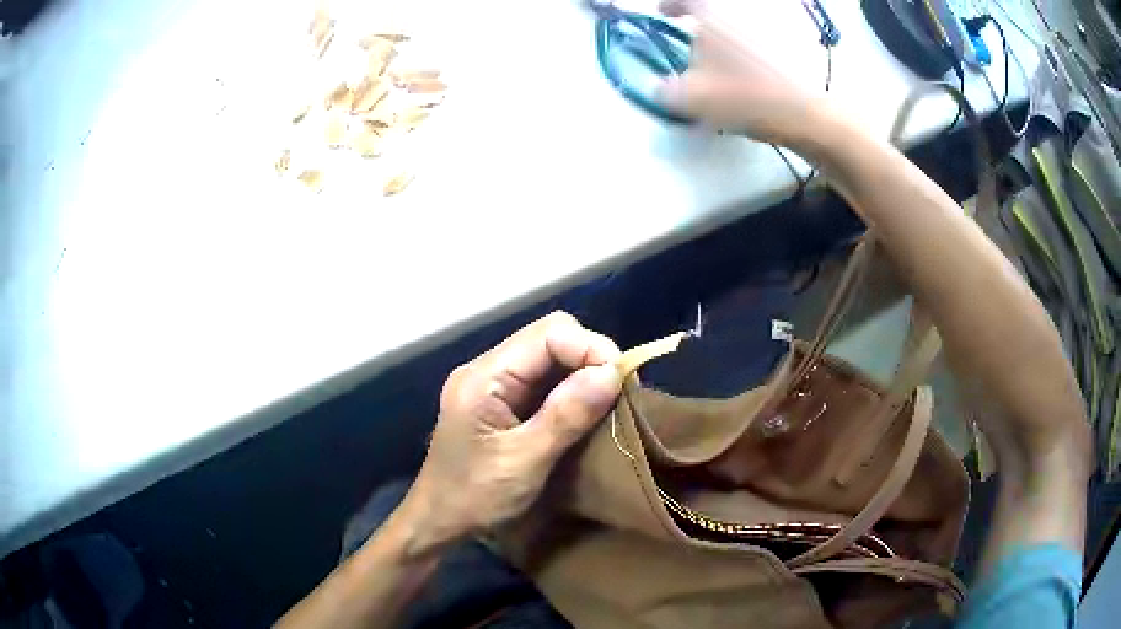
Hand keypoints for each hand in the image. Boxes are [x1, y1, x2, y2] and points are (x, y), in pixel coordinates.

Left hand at [396, 312, 622, 555]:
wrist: (438, 521)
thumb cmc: (475, 497)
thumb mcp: (525, 461)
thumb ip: (567, 414)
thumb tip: (613, 372)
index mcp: (484, 377)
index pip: (548, 334)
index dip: (591, 347)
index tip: (623, 380)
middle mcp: (486, 369)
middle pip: (549, 337)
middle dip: (589, 357)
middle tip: (618, 391)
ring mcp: (492, 384)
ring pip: (548, 357)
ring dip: (582, 373)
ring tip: (609, 400)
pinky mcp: (499, 401)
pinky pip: (542, 379)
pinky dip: (569, 389)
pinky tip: (584, 410)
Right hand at [658, 0, 818, 144]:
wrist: (805, 113)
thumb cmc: (743, 95)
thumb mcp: (691, 98)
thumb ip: (664, 91)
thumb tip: (658, 88)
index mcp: (712, 10)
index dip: (670, 4)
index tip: (664, 13)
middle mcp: (742, 9)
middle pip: (716, 9)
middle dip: (702, 21)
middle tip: (695, 41)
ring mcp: (770, 23)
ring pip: (741, 22)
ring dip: (728, 34)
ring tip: (724, 60)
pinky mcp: (792, 42)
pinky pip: (762, 37)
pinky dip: (751, 47)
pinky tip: (751, 70)